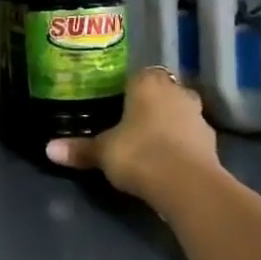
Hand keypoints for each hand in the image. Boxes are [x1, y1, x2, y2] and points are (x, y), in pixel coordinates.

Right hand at [46, 67, 222, 205]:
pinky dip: (181, 145)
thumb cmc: (139, 153)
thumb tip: (48, 149)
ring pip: (179, 113)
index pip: (138, 74)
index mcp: (148, 83)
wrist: (188, 185)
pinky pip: (190, 137)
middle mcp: (177, 92)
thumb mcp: (102, 152)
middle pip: (161, 91)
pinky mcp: (212, 143)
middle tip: (128, 121)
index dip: (127, 87)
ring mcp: (198, 116)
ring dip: (168, 123)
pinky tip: (166, 160)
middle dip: (149, 104)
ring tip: (147, 143)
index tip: (114, 101)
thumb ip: (79, 149)